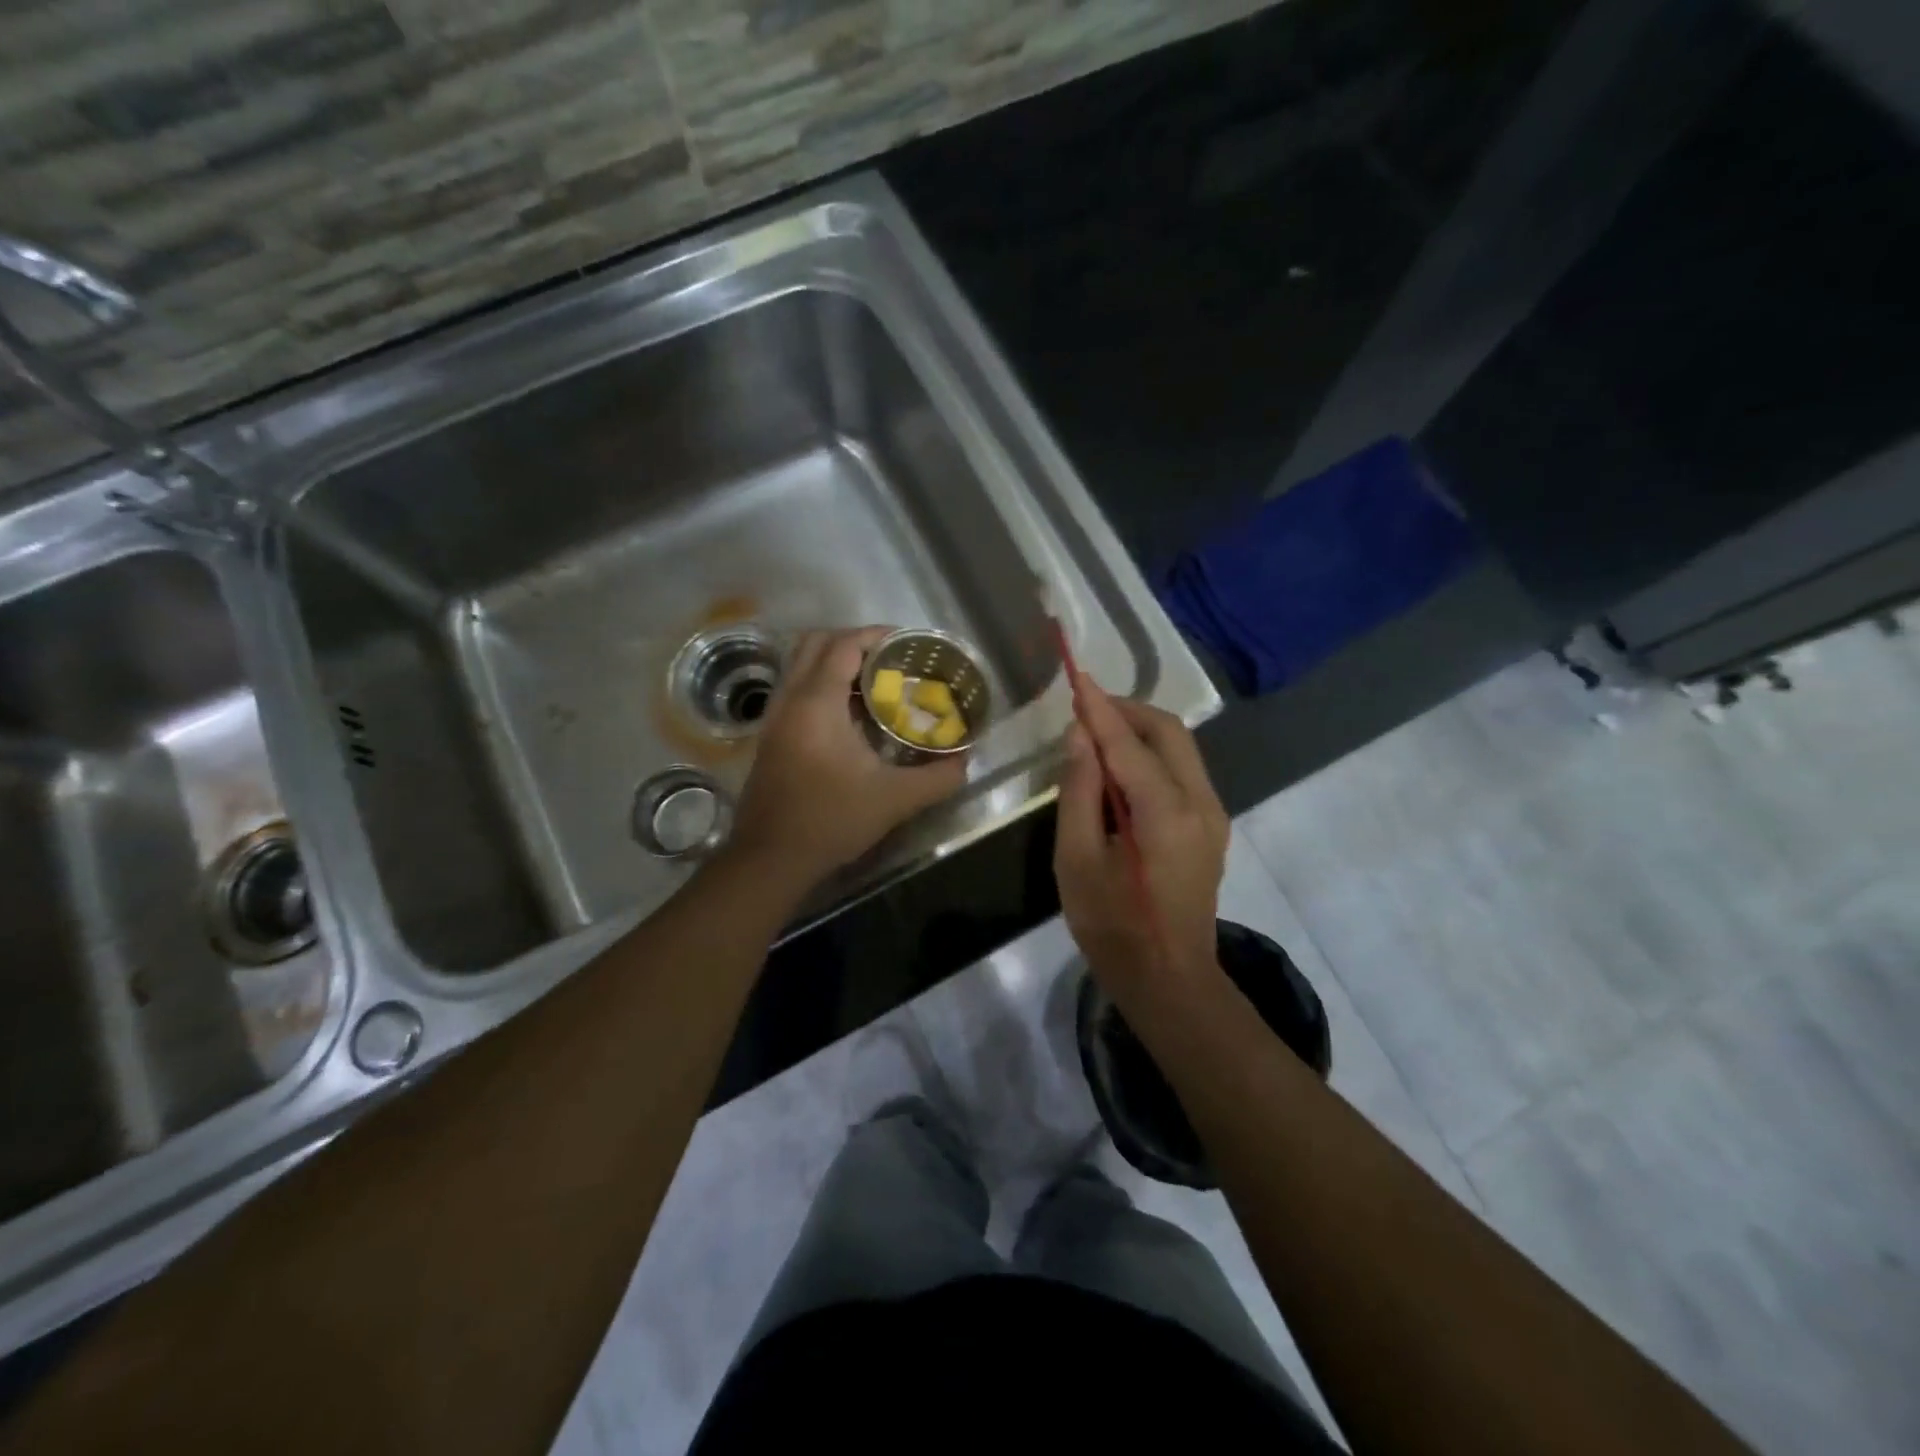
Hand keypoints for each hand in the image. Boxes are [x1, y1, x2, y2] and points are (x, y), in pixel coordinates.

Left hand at [730, 627, 968, 886]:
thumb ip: (937, 778)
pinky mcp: (770, 738)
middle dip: (853, 641)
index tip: (907, 643)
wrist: (770, 858)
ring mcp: (774, 719)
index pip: (843, 645)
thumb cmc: (830, 820)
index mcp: (817, 703)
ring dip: (835, 663)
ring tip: (874, 683)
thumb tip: (964, 761)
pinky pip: (796, 690)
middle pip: (815, 643)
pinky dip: (822, 686)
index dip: (875, 635)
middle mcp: (790, 700)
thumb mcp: (894, 800)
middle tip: (889, 658)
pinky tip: (851, 716)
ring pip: (800, 666)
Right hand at [1053, 673, 1227, 1000]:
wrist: (1168, 979)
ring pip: (1180, 748)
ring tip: (1095, 737)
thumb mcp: (1077, 860)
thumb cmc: (1112, 925)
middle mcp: (1201, 802)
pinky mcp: (1212, 827)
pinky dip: (1151, 756)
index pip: (1128, 742)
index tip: (1076, 677)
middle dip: (1127, 711)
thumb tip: (1080, 736)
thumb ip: (1079, 791)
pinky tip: (1120, 772)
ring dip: (1140, 731)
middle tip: (1084, 711)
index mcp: (1166, 812)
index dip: (1099, 708)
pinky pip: (1182, 772)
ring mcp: (1213, 815)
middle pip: (1169, 731)